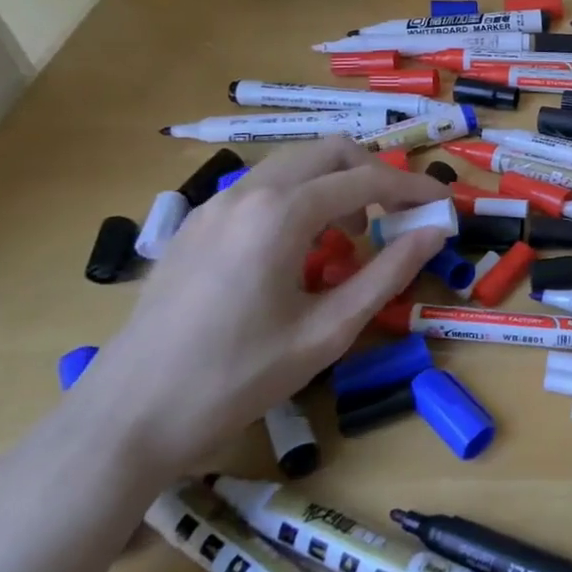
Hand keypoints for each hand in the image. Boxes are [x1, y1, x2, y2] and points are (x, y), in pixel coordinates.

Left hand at [65, 137, 447, 482]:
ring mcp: (212, 206)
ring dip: (335, 185)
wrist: (126, 418)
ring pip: (292, 166)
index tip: (444, 206)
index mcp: (281, 214)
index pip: (366, 179)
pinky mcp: (194, 227)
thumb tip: (435, 233)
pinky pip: (261, 190)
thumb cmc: (237, 378)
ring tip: (353, 236)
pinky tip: (300, 251)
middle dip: (374, 174)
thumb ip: (387, 273)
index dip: (413, 189)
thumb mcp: (328, 330)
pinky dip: (298, 199)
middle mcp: (246, 193)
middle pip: (328, 152)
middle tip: (399, 215)